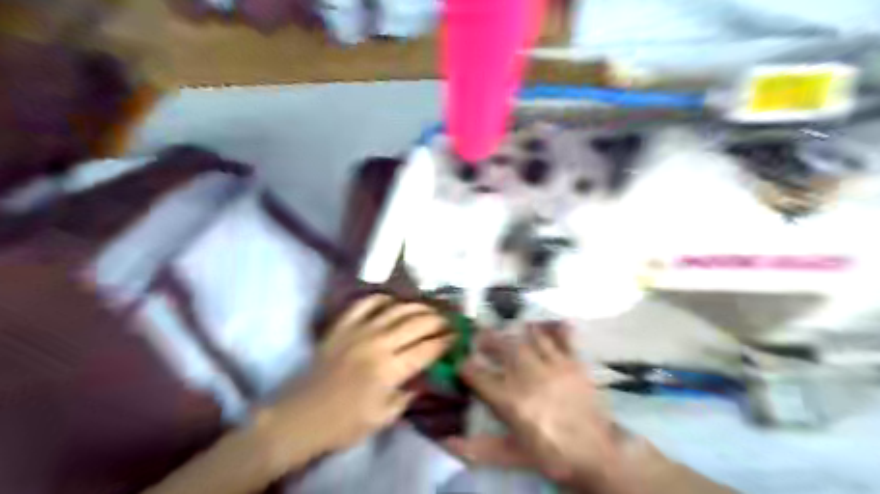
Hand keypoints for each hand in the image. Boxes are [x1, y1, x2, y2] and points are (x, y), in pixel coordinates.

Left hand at [259, 296, 453, 468]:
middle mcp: (378, 343)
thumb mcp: (384, 417)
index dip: (446, 341)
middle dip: (438, 320)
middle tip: (448, 322)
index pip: (427, 348)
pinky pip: (366, 303)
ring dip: (417, 307)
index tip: (458, 336)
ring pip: (396, 308)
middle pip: (417, 323)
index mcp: (389, 369)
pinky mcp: (342, 325)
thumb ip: (408, 394)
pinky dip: (382, 299)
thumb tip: (425, 376)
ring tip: (428, 310)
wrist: (301, 416)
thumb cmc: (344, 423)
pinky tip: (393, 302)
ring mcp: (359, 330)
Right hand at [444, 326, 635, 492]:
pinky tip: (548, 325)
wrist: (598, 456)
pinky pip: (563, 337)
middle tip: (481, 339)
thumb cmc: (552, 455)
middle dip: (488, 340)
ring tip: (510, 329)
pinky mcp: (574, 363)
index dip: (465, 367)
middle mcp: (528, 376)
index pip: (478, 374)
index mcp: (510, 400)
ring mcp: (554, 366)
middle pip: (503, 346)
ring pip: (530, 337)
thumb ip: (479, 448)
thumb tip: (448, 442)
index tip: (463, 366)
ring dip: (517, 331)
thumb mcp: (513, 455)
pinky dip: (555, 328)